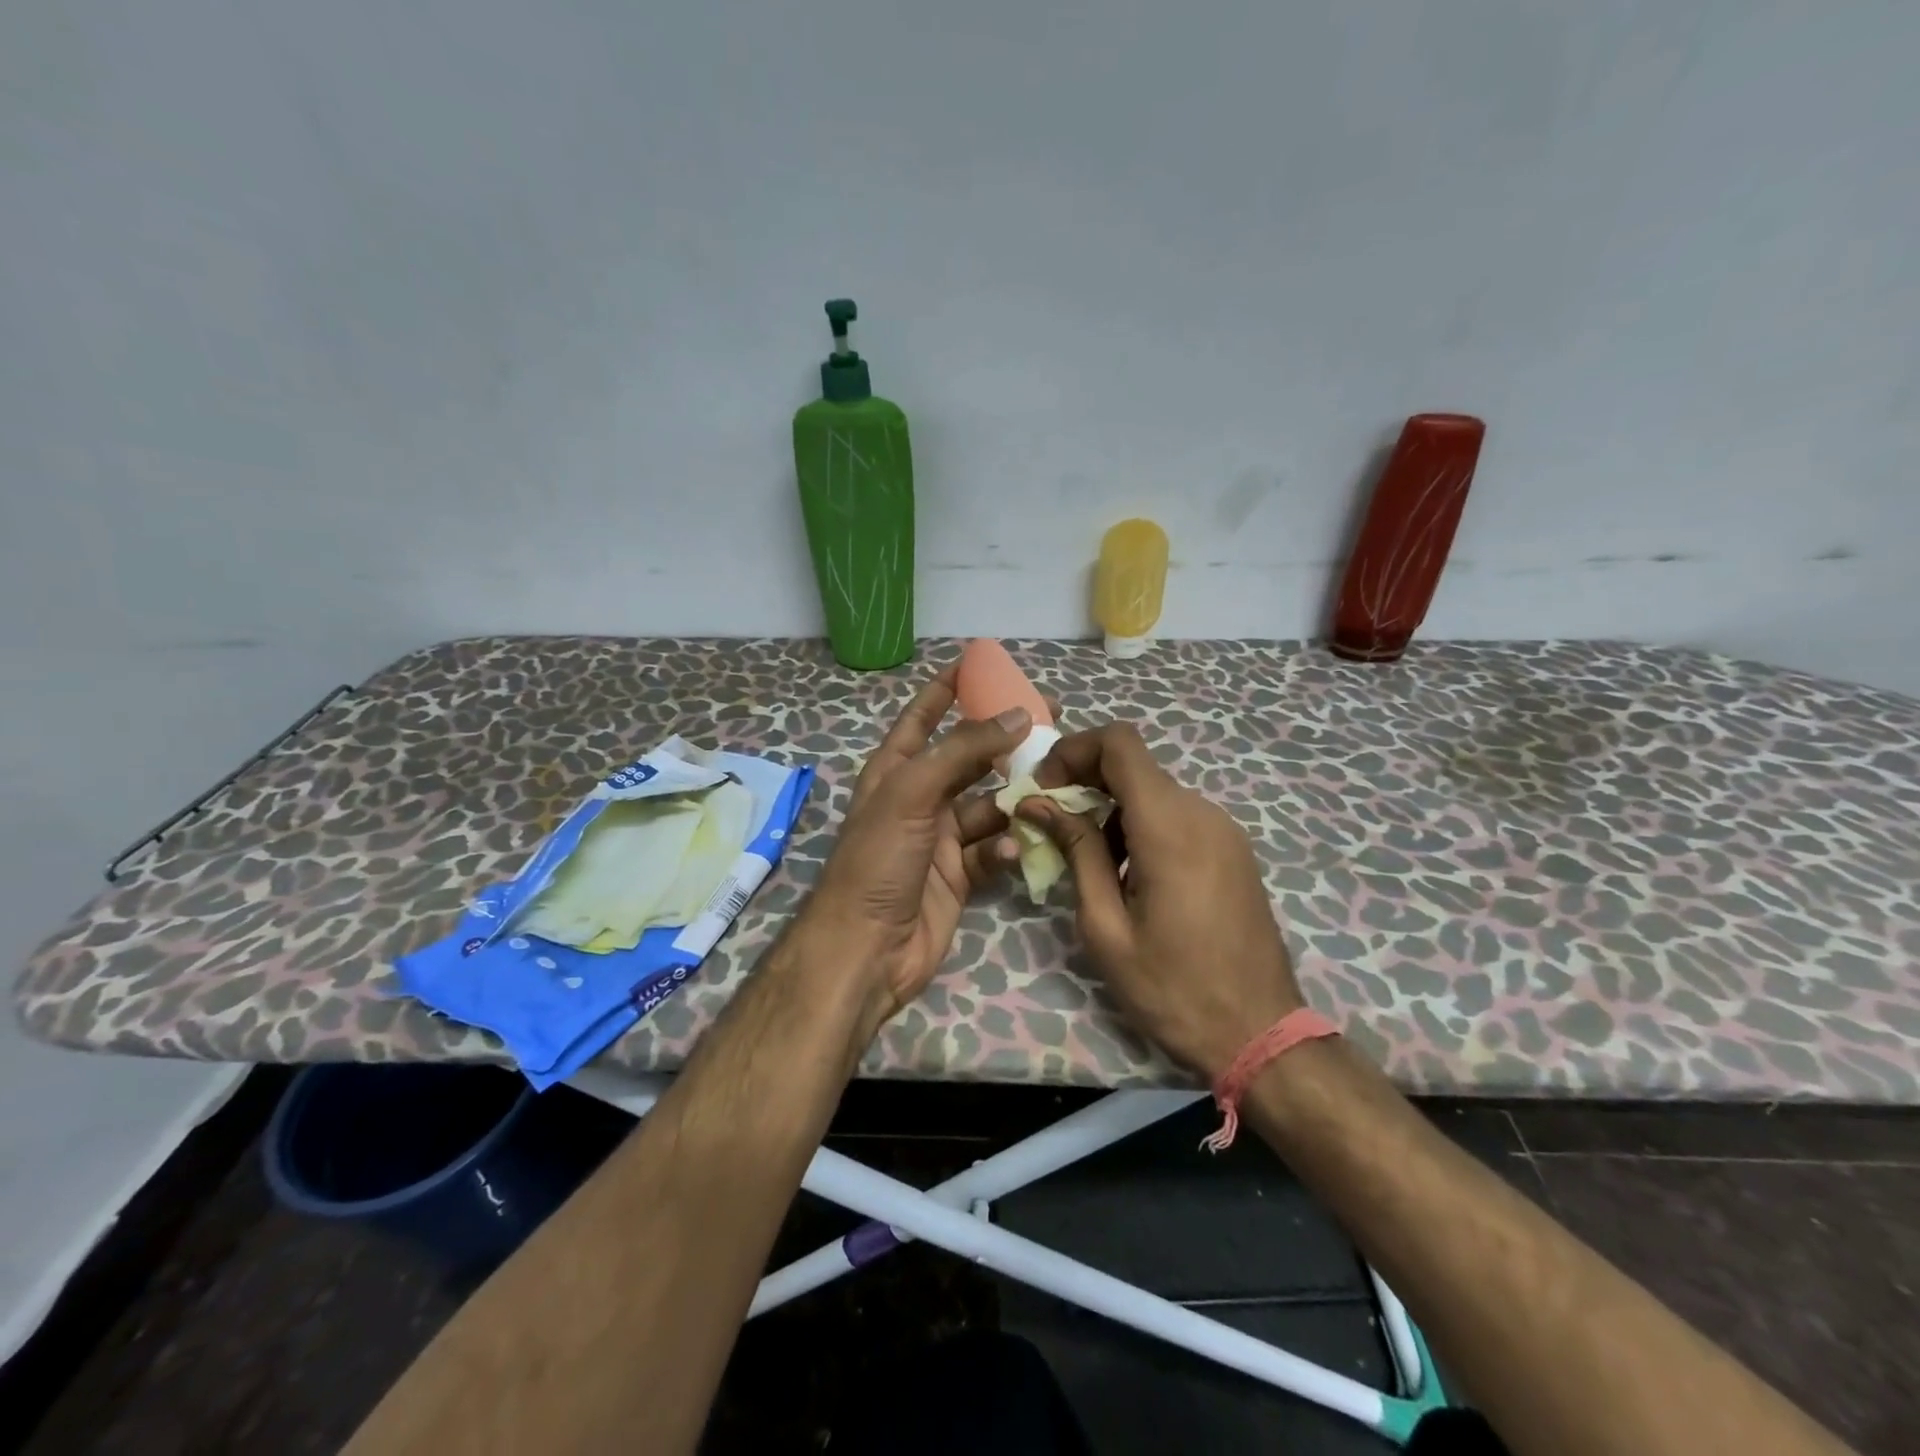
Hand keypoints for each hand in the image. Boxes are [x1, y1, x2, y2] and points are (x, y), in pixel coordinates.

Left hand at [804, 663, 1028, 1034]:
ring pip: (989, 805)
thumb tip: (1017, 714)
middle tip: (1051, 725)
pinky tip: (1013, 849)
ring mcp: (941, 839)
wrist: (867, 949)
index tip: (978, 663)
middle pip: (968, 760)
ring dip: (1015, 800)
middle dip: (1003, 744)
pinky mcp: (960, 875)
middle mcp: (919, 799)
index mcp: (896, 772)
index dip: (946, 690)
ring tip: (1048, 791)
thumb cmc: (879, 860)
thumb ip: (962, 751)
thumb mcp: (913, 793)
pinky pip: (993, 849)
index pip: (921, 718)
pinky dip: (1006, 846)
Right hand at [1020, 722, 1304, 1080]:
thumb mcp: (1105, 926)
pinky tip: (1128, 877)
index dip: (1073, 750)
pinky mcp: (1232, 849)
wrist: (1260, 1035)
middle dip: (1084, 782)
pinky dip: (1140, 826)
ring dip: (1111, 810)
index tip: (1044, 787)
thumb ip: (1076, 852)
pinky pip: (1177, 816)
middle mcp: (1202, 813)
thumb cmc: (1172, 988)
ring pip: (1154, 791)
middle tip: (1050, 825)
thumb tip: (1040, 803)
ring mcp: (1224, 830)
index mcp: (1169, 826)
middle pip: (1134, 765)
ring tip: (1088, 864)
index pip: (1119, 743)